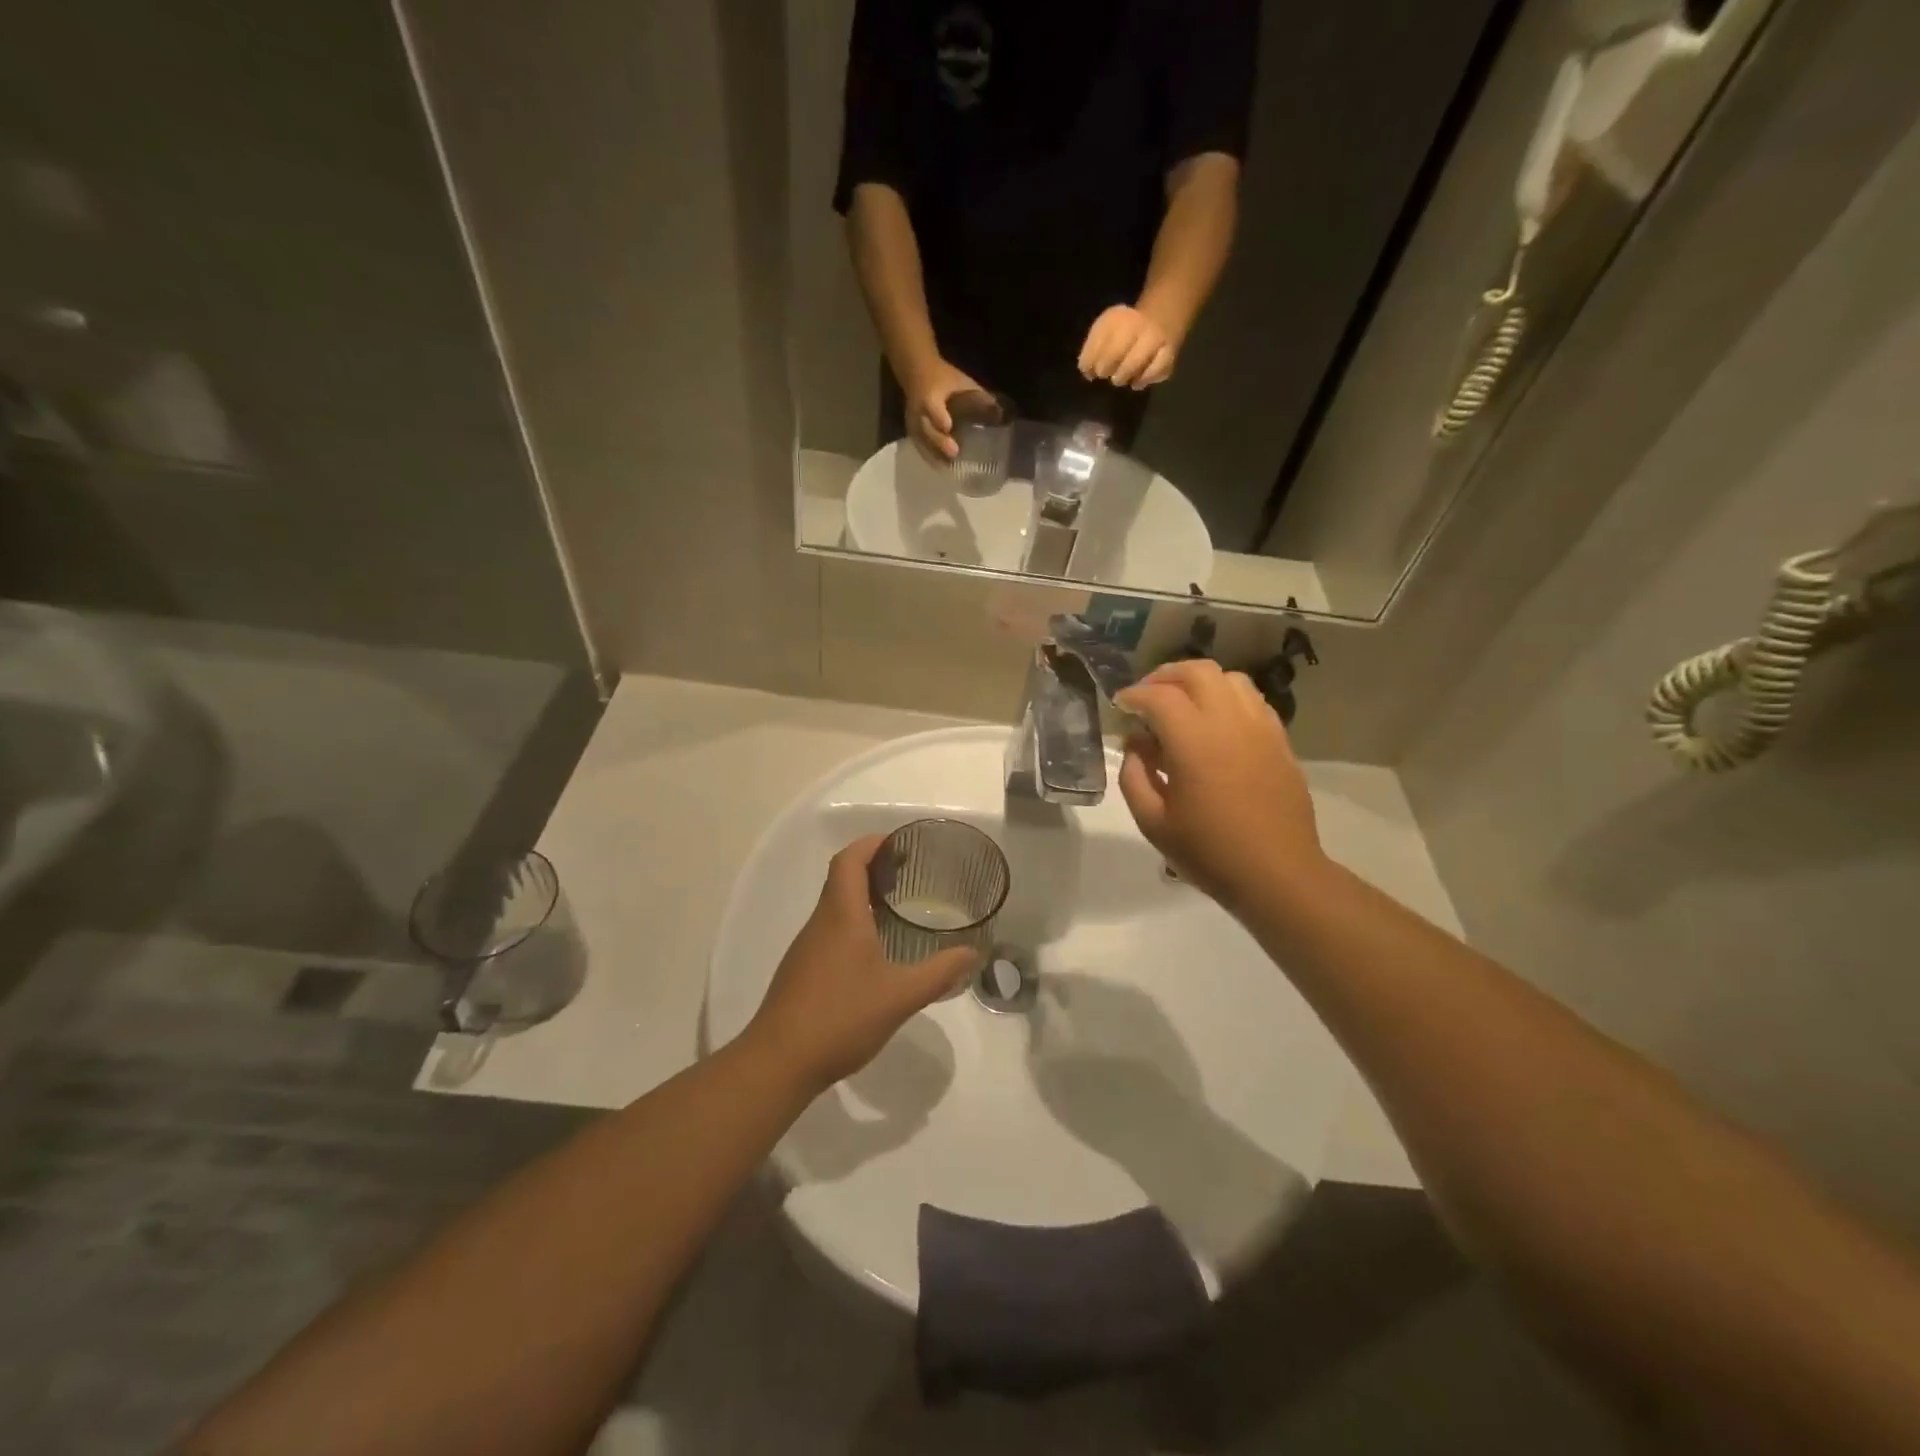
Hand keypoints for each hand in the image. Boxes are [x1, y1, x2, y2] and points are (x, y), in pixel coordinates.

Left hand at [744, 836, 978, 1093]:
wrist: (779, 1062)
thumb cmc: (840, 1018)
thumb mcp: (900, 996)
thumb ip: (939, 973)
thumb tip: (971, 954)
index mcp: (841, 915)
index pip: (849, 860)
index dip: (871, 844)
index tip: (899, 844)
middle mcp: (820, 923)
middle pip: (841, 878)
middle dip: (872, 868)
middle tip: (908, 875)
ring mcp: (807, 948)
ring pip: (834, 906)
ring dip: (862, 897)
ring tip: (897, 910)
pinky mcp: (801, 971)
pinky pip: (829, 931)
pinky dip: (852, 924)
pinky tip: (874, 953)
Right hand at [901, 358, 984, 461]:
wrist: (917, 373)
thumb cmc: (944, 378)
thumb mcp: (962, 382)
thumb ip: (979, 399)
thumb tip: (1002, 416)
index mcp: (930, 395)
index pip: (932, 406)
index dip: (938, 416)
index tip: (948, 426)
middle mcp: (918, 411)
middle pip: (925, 429)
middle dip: (939, 441)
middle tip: (954, 453)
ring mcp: (913, 423)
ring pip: (922, 441)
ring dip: (935, 455)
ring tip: (950, 467)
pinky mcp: (912, 432)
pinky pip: (920, 446)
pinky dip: (930, 457)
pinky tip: (942, 467)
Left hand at [1077, 304, 1177, 388]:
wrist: (1159, 318)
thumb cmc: (1123, 332)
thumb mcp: (1103, 332)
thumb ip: (1090, 351)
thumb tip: (1087, 373)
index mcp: (1117, 318)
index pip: (1098, 342)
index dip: (1090, 361)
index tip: (1089, 371)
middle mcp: (1138, 325)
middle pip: (1115, 353)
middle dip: (1106, 369)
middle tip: (1106, 373)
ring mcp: (1155, 339)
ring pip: (1134, 364)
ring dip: (1123, 376)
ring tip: (1120, 378)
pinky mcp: (1168, 354)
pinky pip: (1155, 373)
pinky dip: (1143, 380)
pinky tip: (1136, 381)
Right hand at [1115, 659, 1327, 915]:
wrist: (1277, 874)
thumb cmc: (1209, 852)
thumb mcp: (1153, 822)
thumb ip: (1134, 776)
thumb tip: (1136, 745)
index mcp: (1194, 741)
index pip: (1158, 696)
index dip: (1133, 695)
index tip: (1120, 706)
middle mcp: (1229, 722)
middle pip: (1196, 672)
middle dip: (1165, 677)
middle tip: (1147, 697)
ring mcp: (1260, 728)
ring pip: (1230, 679)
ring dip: (1199, 683)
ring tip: (1182, 705)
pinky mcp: (1279, 741)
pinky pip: (1252, 701)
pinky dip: (1227, 699)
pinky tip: (1216, 725)